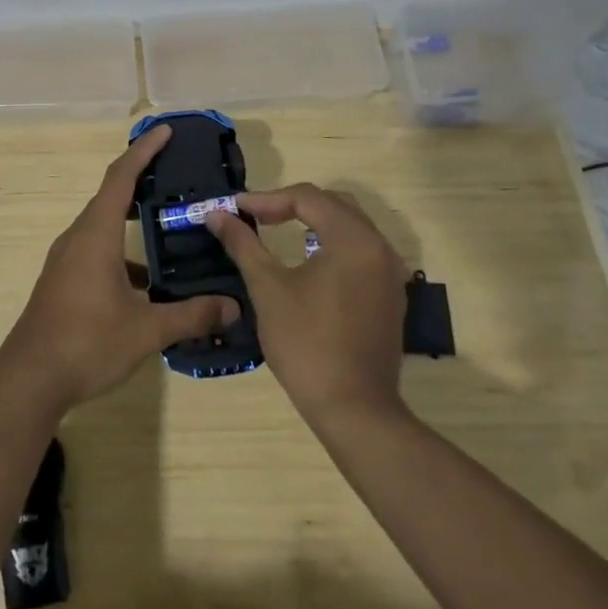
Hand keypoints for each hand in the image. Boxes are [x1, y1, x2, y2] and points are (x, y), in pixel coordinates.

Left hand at [0, 124, 240, 412]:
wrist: (29, 378)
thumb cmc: (87, 342)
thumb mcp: (145, 330)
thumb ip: (191, 315)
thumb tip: (233, 307)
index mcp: (96, 233)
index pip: (121, 177)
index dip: (144, 150)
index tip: (166, 131)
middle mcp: (79, 237)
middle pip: (112, 196)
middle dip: (143, 180)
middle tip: (178, 176)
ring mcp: (67, 259)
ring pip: (104, 225)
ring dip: (133, 220)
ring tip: (171, 227)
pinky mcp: (64, 280)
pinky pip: (97, 249)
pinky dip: (123, 252)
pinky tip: (148, 282)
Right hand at [206, 184, 408, 422]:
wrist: (354, 409)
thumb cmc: (306, 344)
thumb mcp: (267, 289)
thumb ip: (243, 244)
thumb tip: (216, 214)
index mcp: (353, 239)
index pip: (308, 198)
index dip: (267, 198)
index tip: (235, 209)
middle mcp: (379, 247)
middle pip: (333, 204)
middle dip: (292, 204)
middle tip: (256, 216)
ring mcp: (390, 273)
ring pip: (350, 226)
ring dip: (313, 221)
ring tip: (277, 230)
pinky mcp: (391, 295)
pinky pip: (361, 251)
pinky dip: (332, 243)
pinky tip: (309, 261)